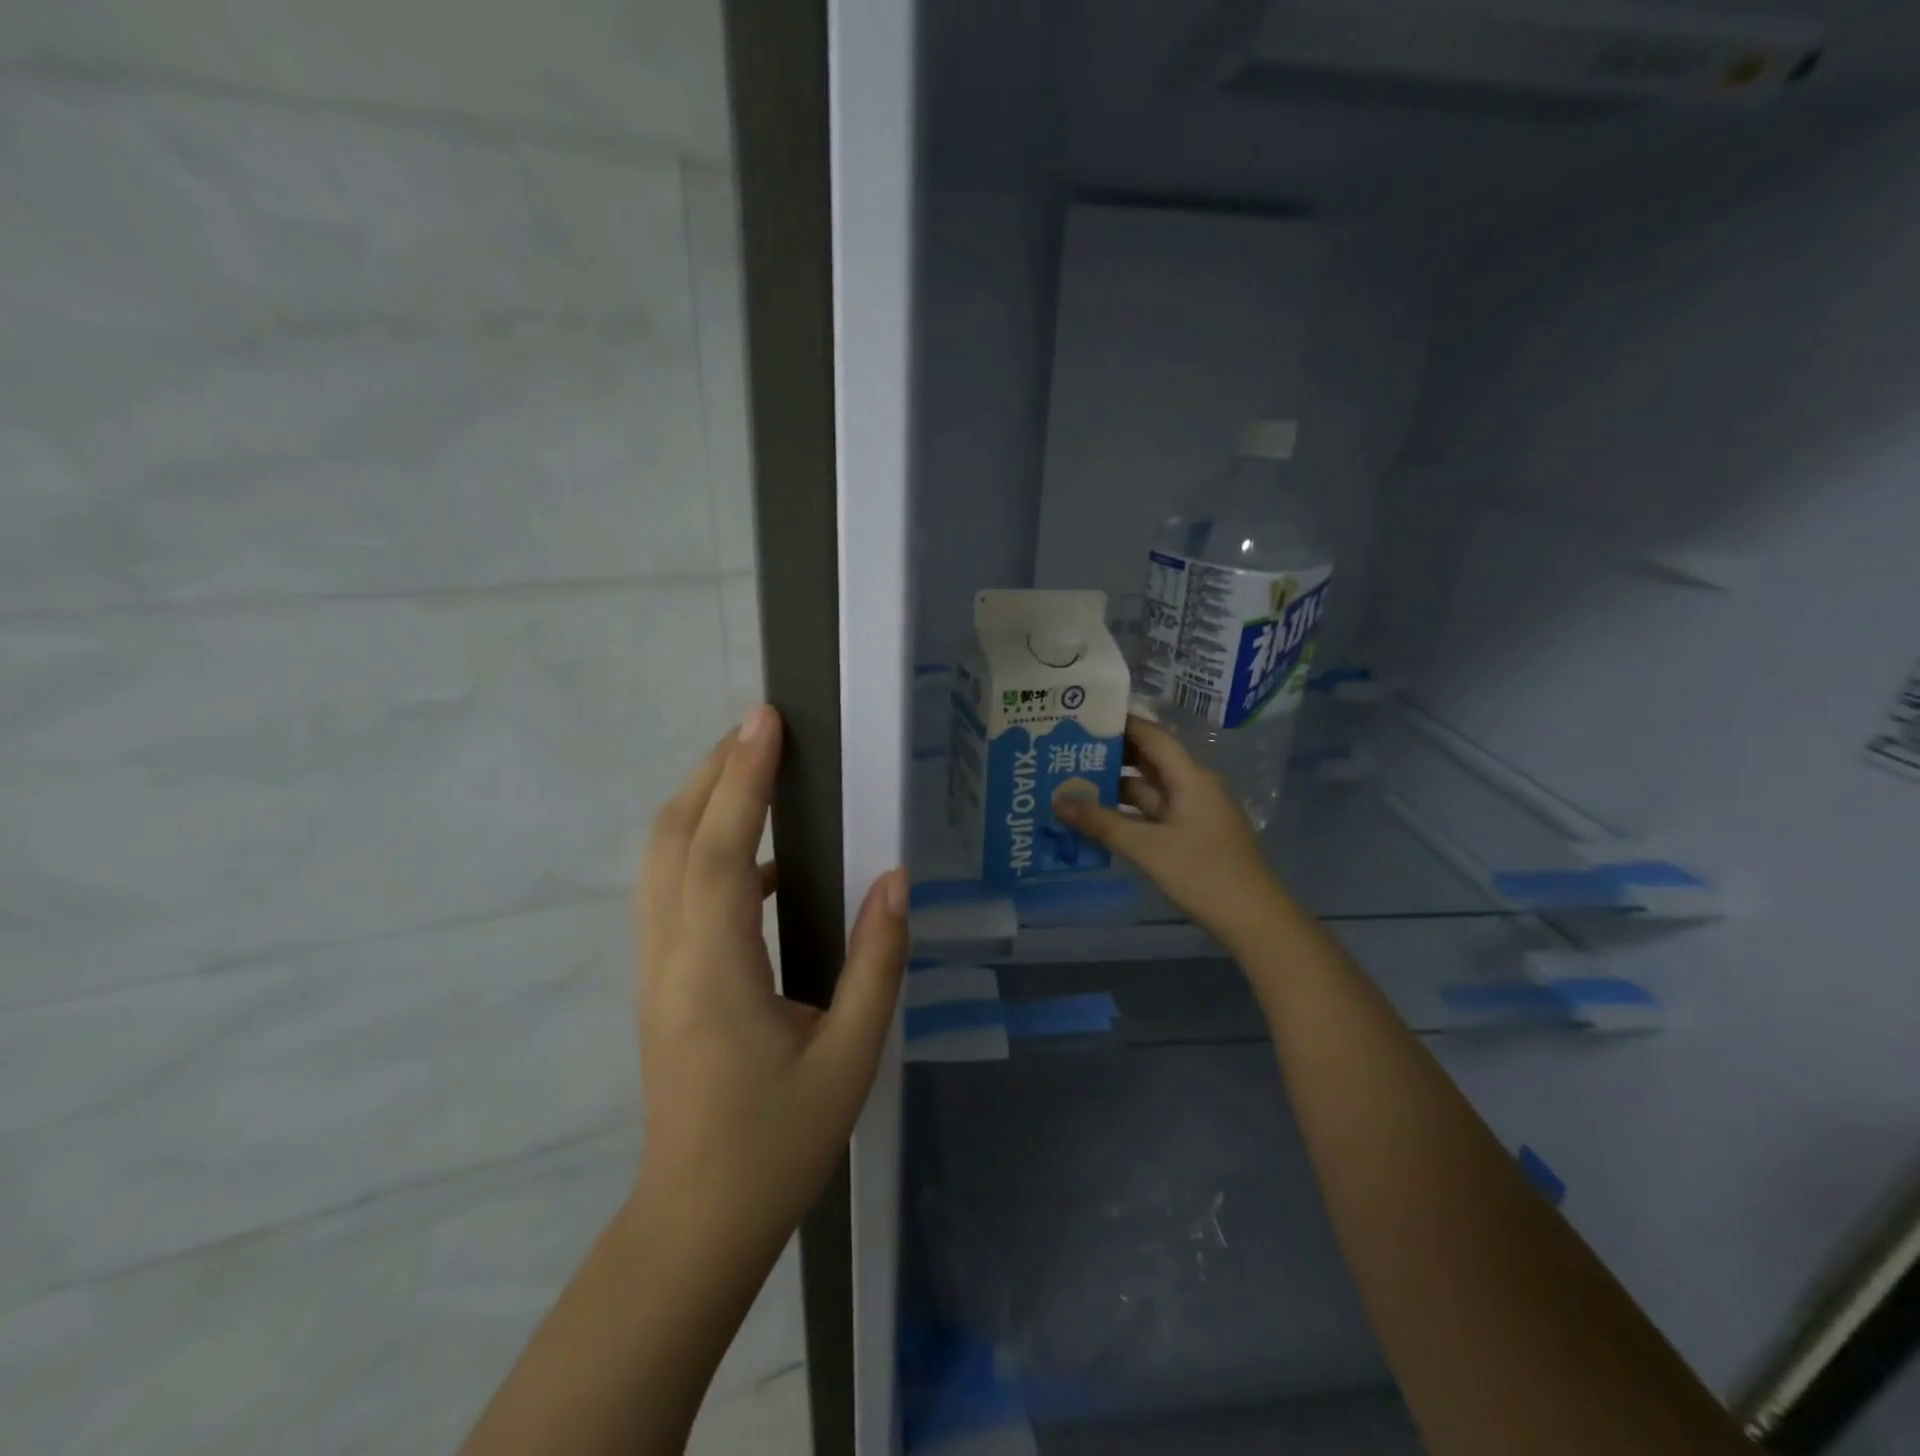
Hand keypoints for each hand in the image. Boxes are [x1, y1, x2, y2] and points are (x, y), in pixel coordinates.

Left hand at [633, 704, 906, 1253]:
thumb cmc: (777, 1144)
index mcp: (714, 970)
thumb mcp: (849, 1058)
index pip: (721, 849)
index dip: (742, 778)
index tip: (765, 721)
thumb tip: (893, 881)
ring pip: (662, 860)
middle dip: (711, 772)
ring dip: (701, 803)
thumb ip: (875, 963)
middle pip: (673, 837)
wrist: (696, 1221)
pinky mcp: (660, 980)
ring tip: (752, 770)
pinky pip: (673, 891)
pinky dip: (705, 849)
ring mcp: (655, 967)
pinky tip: (757, 862)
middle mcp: (670, 955)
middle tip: (759, 728)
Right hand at [1054, 714, 1287, 951]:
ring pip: (1149, 791)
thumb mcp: (1147, 848)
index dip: (1120, 724)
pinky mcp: (1192, 837)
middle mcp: (1194, 787)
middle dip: (1111, 756)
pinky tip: (1098, 819)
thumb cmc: (1203, 874)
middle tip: (1068, 750)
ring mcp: (1194, 814)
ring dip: (1115, 788)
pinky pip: (1153, 815)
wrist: (1254, 922)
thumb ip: (1101, 823)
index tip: (1084, 717)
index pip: (1152, 736)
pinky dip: (1127, 814)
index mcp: (1191, 778)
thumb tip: (1058, 801)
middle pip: (1149, 761)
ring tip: (1072, 783)